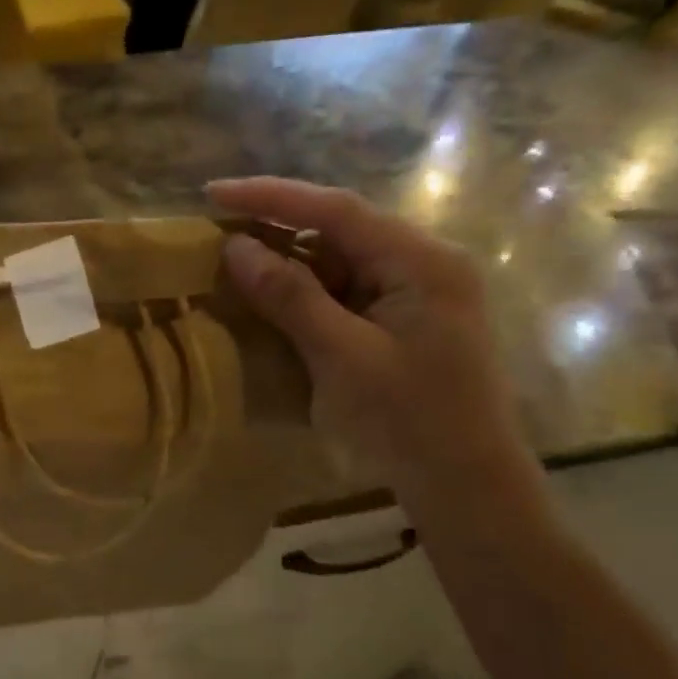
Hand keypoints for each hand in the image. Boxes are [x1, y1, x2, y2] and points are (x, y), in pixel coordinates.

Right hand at [209, 178, 540, 508]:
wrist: (464, 485)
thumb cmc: (407, 420)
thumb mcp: (341, 355)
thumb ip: (289, 296)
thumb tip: (235, 247)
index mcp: (420, 261)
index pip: (336, 210)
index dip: (271, 196)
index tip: (213, 193)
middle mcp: (421, 264)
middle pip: (338, 229)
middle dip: (275, 226)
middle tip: (215, 229)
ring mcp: (413, 293)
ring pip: (338, 260)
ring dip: (286, 261)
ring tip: (231, 261)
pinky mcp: (400, 320)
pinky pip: (343, 290)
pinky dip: (303, 292)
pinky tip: (269, 299)